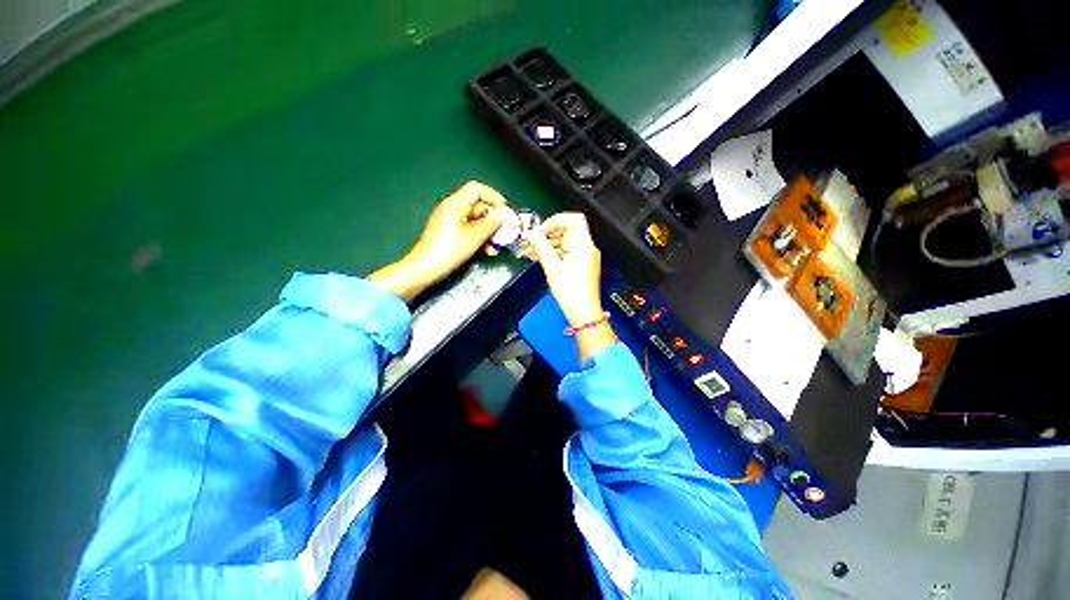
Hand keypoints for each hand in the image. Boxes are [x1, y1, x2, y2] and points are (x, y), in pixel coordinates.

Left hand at [370, 181, 506, 301]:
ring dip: (487, 230)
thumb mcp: (474, 237)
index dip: (493, 196)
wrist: (422, 270)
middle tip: (504, 231)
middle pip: (476, 204)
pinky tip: (485, 250)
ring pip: (473, 219)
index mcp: (455, 204)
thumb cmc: (448, 251)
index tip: (504, 211)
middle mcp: (450, 208)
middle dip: (492, 217)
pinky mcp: (446, 233)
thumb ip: (491, 223)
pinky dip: (477, 236)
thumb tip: (502, 214)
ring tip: (496, 245)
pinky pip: (466, 228)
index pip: (477, 189)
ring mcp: (447, 221)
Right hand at [526, 212, 616, 361]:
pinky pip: (568, 251)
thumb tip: (533, 234)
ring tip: (532, 252)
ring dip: (549, 244)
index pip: (573, 219)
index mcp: (583, 245)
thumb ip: (541, 248)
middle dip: (549, 233)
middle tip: (533, 241)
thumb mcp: (552, 268)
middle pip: (568, 229)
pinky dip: (555, 252)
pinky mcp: (582, 264)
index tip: (542, 229)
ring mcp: (586, 256)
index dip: (556, 220)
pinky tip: (541, 258)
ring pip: (566, 241)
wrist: (584, 312)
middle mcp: (587, 248)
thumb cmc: (572, 292)